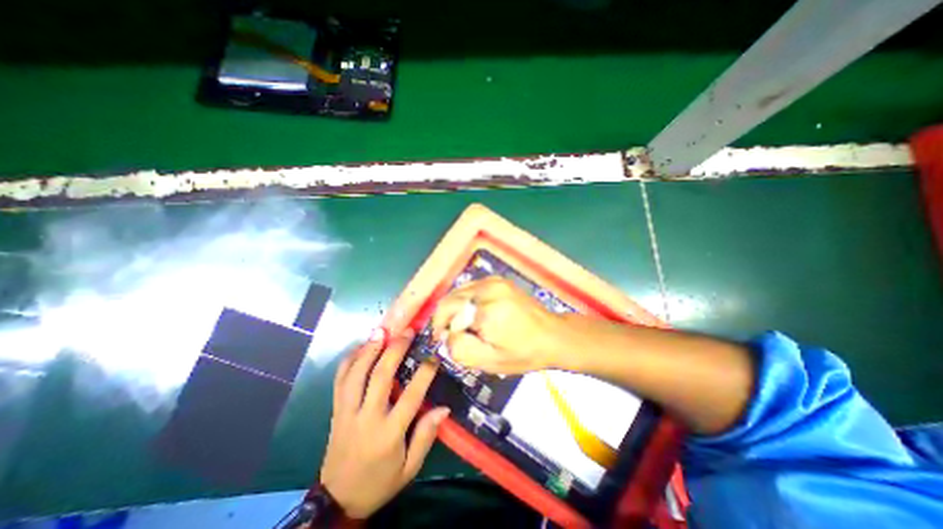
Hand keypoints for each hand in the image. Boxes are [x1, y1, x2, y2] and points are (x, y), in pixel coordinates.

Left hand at [316, 329, 448, 517]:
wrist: (337, 501)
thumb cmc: (380, 482)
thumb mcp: (409, 468)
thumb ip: (426, 437)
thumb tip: (444, 408)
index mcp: (388, 433)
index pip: (410, 396)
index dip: (425, 373)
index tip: (434, 355)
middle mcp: (366, 418)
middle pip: (380, 377)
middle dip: (394, 350)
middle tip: (406, 332)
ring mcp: (346, 412)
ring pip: (356, 375)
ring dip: (369, 350)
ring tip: (381, 331)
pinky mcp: (335, 411)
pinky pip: (339, 381)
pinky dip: (348, 361)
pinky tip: (359, 347)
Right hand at [432, 274, 566, 373]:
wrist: (552, 335)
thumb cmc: (523, 353)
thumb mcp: (490, 362)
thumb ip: (461, 349)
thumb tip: (446, 334)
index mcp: (486, 309)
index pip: (447, 312)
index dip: (441, 327)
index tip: (444, 341)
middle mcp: (488, 288)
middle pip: (451, 299)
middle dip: (446, 317)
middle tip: (453, 335)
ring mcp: (494, 281)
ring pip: (459, 292)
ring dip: (456, 309)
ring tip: (465, 326)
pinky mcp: (498, 280)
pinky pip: (471, 288)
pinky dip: (466, 301)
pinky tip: (476, 314)